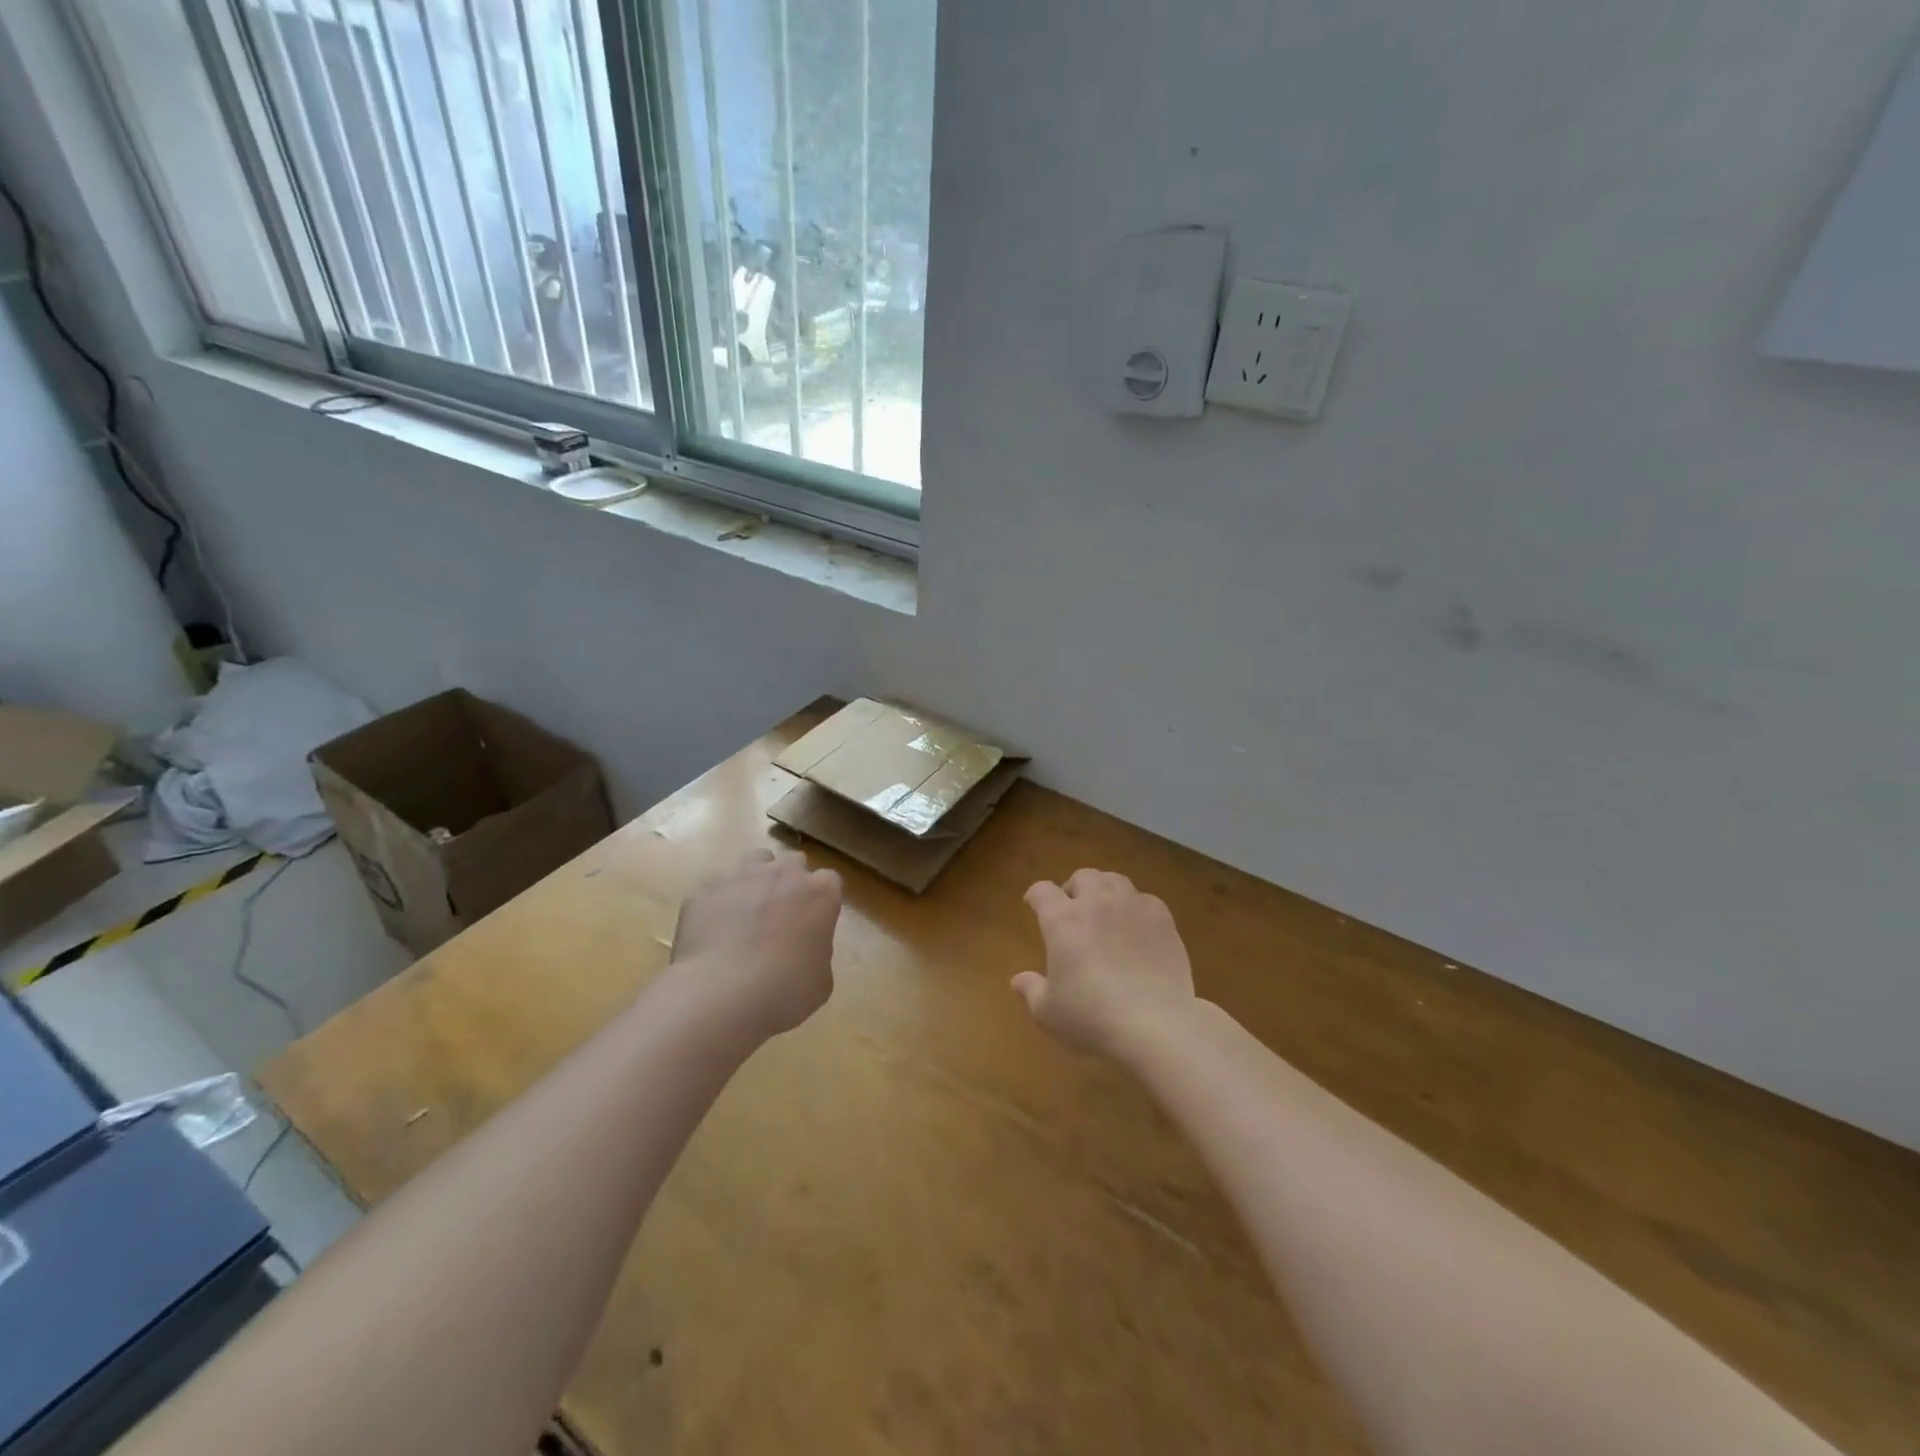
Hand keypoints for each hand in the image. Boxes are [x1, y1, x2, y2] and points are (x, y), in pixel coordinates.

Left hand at [669, 848, 842, 1041]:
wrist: (721, 994)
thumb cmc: (785, 991)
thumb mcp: (820, 980)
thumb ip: (817, 952)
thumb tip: (804, 949)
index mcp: (820, 894)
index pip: (830, 881)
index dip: (821, 901)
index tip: (814, 922)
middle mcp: (783, 874)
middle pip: (793, 862)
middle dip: (790, 882)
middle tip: (782, 915)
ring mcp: (741, 877)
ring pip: (755, 861)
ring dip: (756, 880)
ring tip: (747, 911)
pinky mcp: (705, 890)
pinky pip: (716, 888)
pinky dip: (718, 903)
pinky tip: (713, 930)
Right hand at [1014, 868, 1195, 1060]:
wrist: (1155, 1025)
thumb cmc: (1092, 1017)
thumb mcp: (1048, 1012)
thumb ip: (1031, 990)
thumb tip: (1017, 980)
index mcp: (1063, 920)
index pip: (1042, 891)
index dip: (1035, 896)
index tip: (1033, 905)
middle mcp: (1096, 903)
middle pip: (1083, 876)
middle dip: (1074, 888)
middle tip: (1073, 909)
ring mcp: (1132, 907)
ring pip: (1115, 880)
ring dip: (1105, 890)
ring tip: (1106, 910)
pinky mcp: (1162, 918)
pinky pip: (1145, 899)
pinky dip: (1136, 907)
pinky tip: (1137, 927)